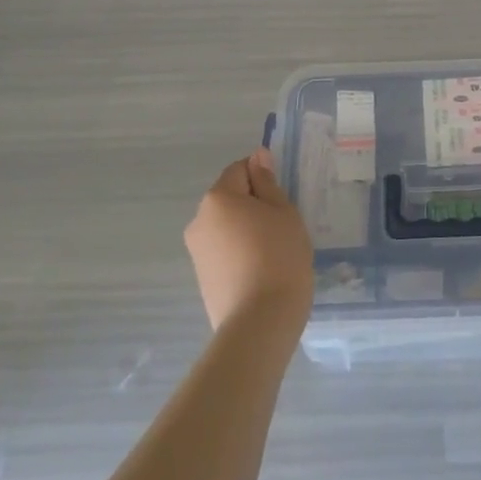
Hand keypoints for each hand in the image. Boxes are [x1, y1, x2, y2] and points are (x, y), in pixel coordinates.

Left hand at [184, 149, 314, 335]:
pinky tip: (262, 272)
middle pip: (231, 198)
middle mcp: (199, 220)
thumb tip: (257, 156)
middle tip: (283, 227)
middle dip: (255, 205)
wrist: (260, 323)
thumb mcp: (283, 212)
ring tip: (274, 253)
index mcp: (217, 198)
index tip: (283, 200)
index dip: (264, 179)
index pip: (240, 169)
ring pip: (227, 227)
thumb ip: (268, 182)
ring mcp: (197, 252)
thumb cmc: (279, 256)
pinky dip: (241, 254)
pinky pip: (224, 252)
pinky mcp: (202, 278)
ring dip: (247, 231)